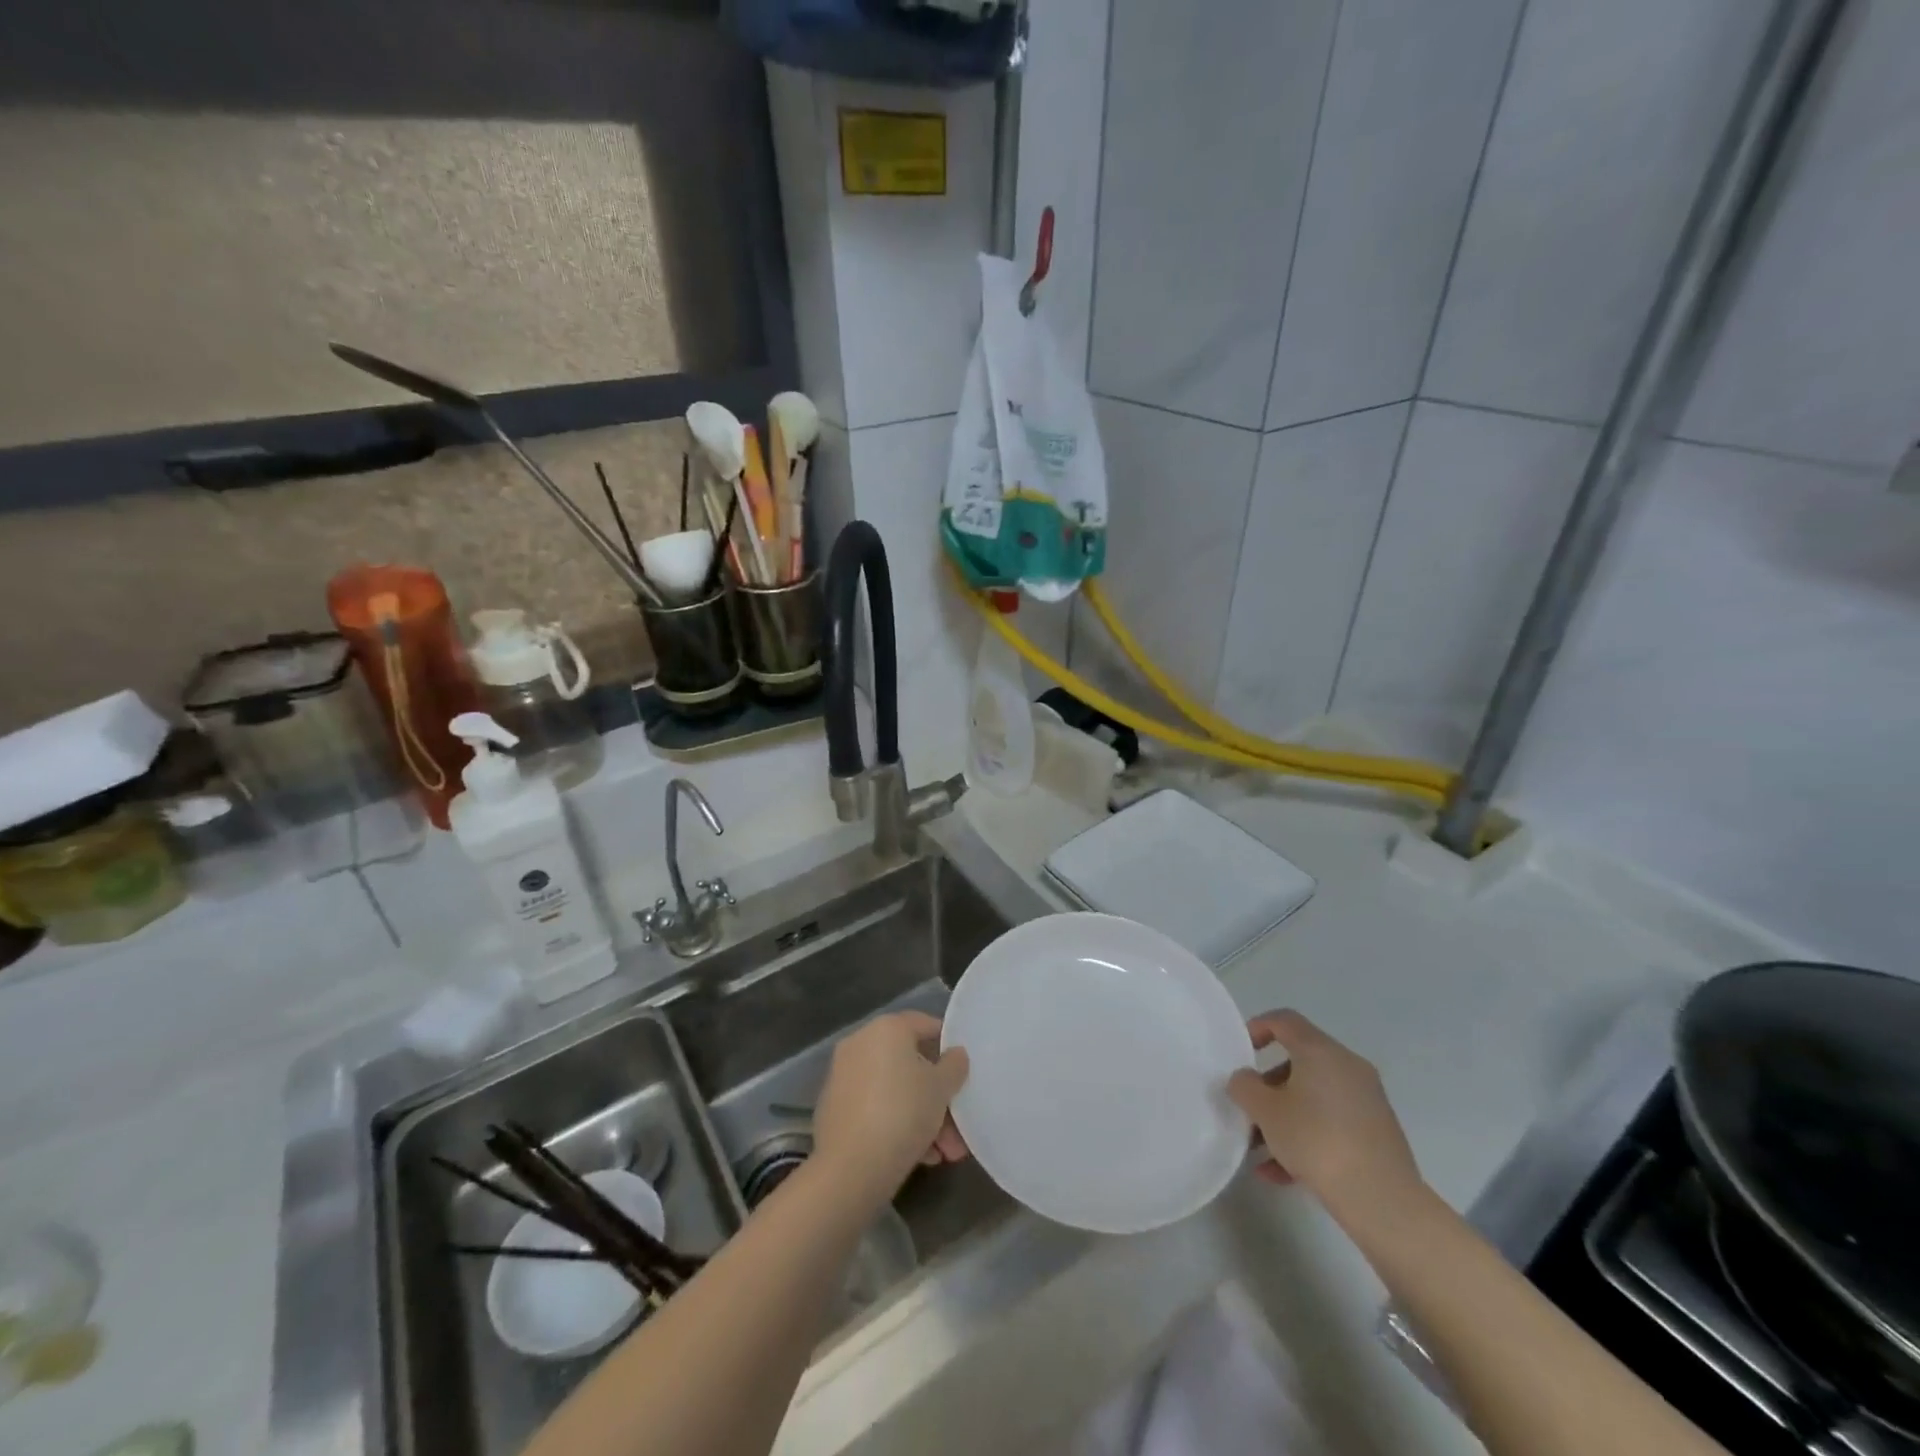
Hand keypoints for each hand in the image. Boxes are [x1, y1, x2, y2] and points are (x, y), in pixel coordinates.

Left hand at [812, 1011, 969, 1205]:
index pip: (924, 1024)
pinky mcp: (834, 1109)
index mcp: (886, 1029)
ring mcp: (844, 1076)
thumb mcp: (941, 1088)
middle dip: (938, 1097)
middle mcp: (861, 1044)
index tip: (964, 1070)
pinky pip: (875, 1108)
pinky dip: (897, 1125)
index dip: (948, 1045)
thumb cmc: (903, 1112)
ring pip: (895, 1090)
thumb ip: (954, 1066)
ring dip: (923, 1117)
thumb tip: (955, 1054)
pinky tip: (921, 1156)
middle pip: (910, 1064)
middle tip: (958, 1127)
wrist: (850, 1168)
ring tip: (944, 1153)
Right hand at [1228, 1010, 1422, 1219]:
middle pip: (1299, 1062)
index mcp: (1321, 1051)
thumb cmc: (1316, 1140)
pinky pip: (1332, 1123)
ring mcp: (1367, 1100)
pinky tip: (1282, 1173)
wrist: (1382, 1200)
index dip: (1258, 1027)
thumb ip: (1245, 1086)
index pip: (1285, 1020)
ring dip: (1285, 1117)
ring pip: (1315, 1097)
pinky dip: (1307, 1137)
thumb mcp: (1265, 1111)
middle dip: (1269, 1085)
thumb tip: (1246, 1080)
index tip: (1241, 1052)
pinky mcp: (1378, 1133)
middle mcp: (1348, 1067)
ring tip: (1260, 1150)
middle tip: (1249, 1108)